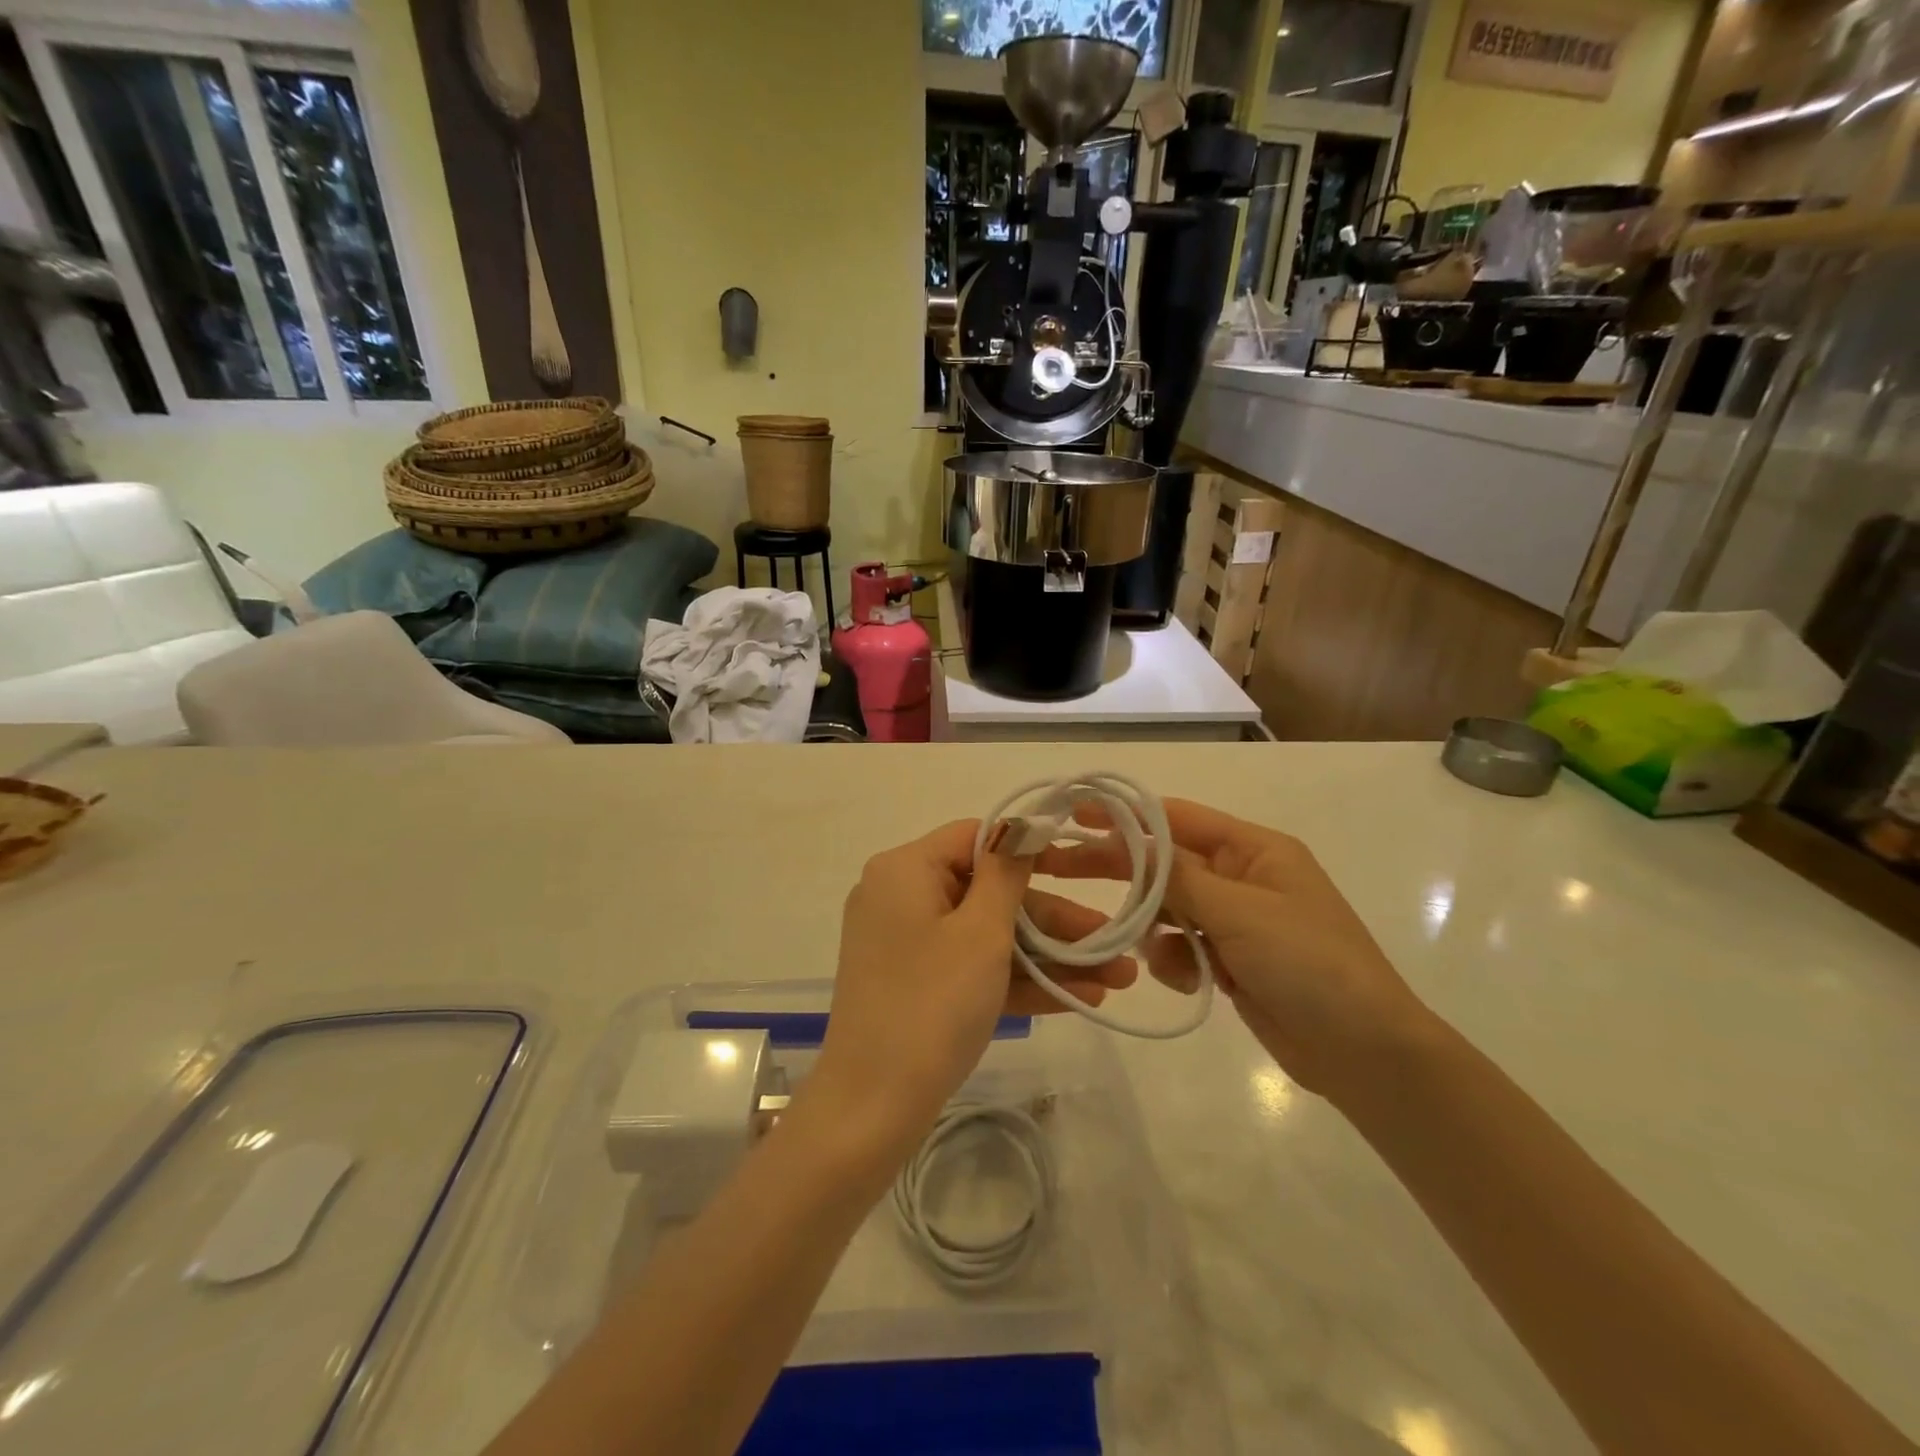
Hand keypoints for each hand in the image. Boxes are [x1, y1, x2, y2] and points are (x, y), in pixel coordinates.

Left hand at [809, 820, 1137, 1157]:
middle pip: (988, 893)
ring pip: (988, 937)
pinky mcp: (917, 987)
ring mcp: (908, 947)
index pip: (974, 838)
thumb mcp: (980, 933)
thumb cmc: (931, 1004)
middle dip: (1055, 922)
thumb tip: (1020, 826)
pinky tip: (1082, 998)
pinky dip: (1019, 982)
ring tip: (1117, 978)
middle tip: (1112, 942)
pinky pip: (972, 969)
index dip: (1029, 850)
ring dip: (1049, 958)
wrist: (870, 1111)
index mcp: (905, 871)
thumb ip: (1006, 875)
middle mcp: (901, 899)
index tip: (1079, 867)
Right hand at [1038, 799, 1432, 1099]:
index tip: (1076, 816)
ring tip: (1158, 948)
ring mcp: (1236, 922)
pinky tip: (1193, 979)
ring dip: (1155, 926)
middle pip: (1165, 863)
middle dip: (1121, 868)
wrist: (1364, 1054)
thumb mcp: (1241, 911)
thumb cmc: (1310, 964)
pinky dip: (1176, 960)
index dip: (1126, 815)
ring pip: (1168, 908)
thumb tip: (1129, 841)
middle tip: (1064, 869)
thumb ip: (1178, 876)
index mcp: (1254, 850)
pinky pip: (1181, 948)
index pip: (1178, 819)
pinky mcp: (1229, 962)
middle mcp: (1242, 878)